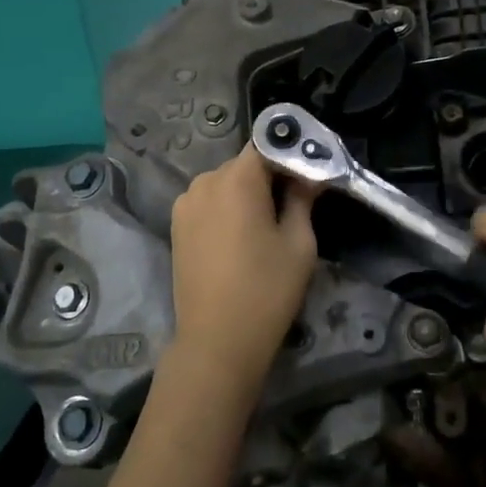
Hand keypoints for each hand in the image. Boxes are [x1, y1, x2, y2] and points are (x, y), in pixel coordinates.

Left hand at [167, 143, 318, 398]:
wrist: (216, 341)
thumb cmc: (267, 290)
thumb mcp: (299, 244)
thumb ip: (302, 199)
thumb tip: (308, 175)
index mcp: (237, 179)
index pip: (267, 144)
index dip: (290, 154)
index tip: (309, 173)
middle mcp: (205, 181)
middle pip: (244, 165)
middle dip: (269, 177)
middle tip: (295, 203)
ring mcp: (185, 204)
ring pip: (225, 184)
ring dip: (246, 194)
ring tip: (266, 227)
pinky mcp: (176, 226)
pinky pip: (208, 203)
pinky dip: (226, 210)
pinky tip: (240, 239)